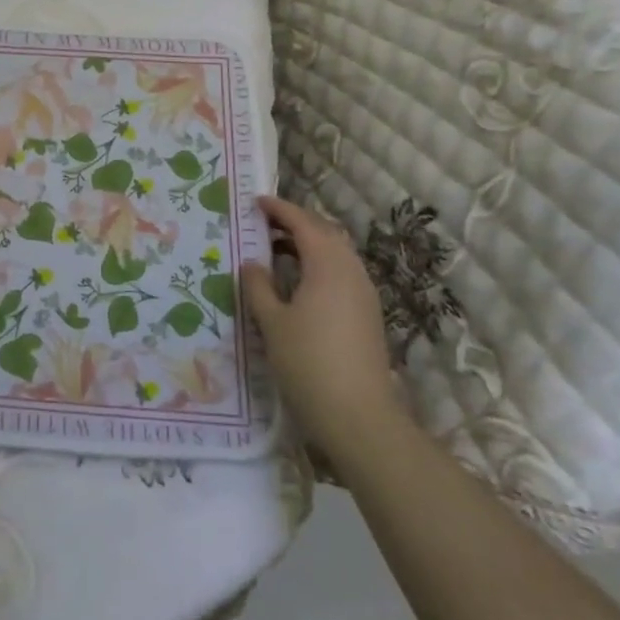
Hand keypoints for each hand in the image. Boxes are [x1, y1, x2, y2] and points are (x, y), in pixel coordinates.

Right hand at [242, 194, 397, 457]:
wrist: (360, 417)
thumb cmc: (309, 362)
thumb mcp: (272, 323)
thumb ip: (258, 286)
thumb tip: (251, 263)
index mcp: (327, 265)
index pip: (303, 223)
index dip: (279, 209)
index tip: (256, 201)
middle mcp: (350, 271)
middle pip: (325, 233)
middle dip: (296, 223)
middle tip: (264, 224)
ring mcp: (364, 294)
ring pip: (336, 253)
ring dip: (308, 244)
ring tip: (276, 251)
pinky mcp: (367, 314)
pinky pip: (342, 273)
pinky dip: (319, 265)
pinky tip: (298, 283)